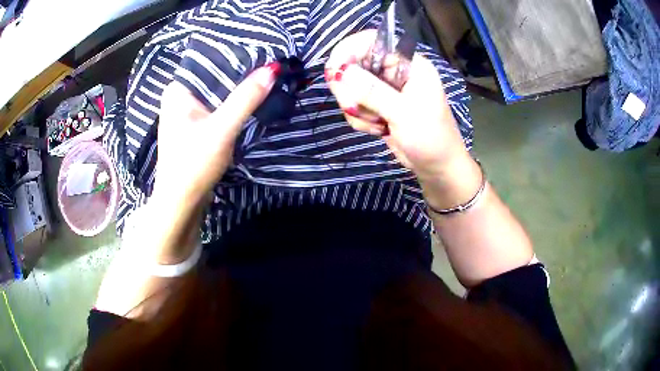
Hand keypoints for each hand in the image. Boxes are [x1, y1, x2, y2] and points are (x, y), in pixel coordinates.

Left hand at [155, 64, 277, 205]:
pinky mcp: (196, 125)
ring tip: (267, 76)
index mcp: (178, 89)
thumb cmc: (193, 164)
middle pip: (215, 76)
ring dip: (239, 88)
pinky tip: (253, 99)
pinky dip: (234, 103)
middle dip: (241, 72)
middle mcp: (180, 96)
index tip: (264, 49)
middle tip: (271, 63)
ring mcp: (188, 112)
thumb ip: (246, 98)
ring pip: (218, 91)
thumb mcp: (222, 128)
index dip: (237, 54)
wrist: (182, 203)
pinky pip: (218, 106)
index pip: (210, 60)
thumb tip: (272, 69)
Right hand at [326, 30, 469, 182]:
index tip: (334, 72)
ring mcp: (385, 88)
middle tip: (355, 107)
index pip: (372, 42)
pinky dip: (360, 118)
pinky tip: (378, 129)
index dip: (348, 51)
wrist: (437, 166)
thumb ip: (372, 91)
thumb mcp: (403, 113)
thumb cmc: (431, 138)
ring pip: (351, 87)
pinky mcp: (379, 104)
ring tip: (378, 124)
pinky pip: (355, 104)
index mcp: (409, 64)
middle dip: (350, 89)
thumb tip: (341, 72)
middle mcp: (395, 71)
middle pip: (355, 64)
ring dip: (357, 109)